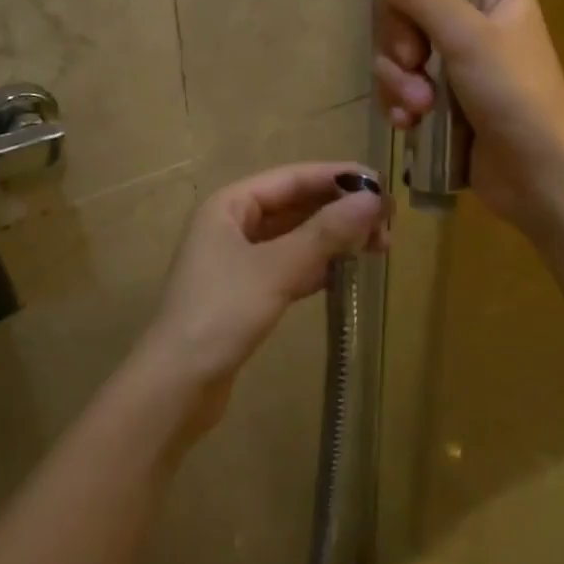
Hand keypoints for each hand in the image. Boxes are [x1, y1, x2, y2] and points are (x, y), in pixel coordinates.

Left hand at [137, 163, 385, 441]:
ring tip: (377, 247)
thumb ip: (326, 232)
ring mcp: (237, 261)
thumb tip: (373, 198)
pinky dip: (317, 266)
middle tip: (387, 225)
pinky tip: (345, 272)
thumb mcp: (277, 268)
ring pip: (294, 237)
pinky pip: (288, 266)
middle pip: (294, 206)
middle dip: (339, 210)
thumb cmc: (221, 314)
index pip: (292, 178)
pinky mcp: (245, 293)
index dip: (337, 177)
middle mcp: (231, 225)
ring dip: (332, 239)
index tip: (381, 185)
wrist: (176, 386)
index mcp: (229, 205)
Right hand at [365, 0, 563, 230]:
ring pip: (397, 49)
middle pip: (406, 2)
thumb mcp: (468, 38)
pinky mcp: (438, 99)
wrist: (539, 176)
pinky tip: (410, 124)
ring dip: (399, 79)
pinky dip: (400, 103)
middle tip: (415, 60)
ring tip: (420, 107)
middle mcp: (470, 19)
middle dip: (399, 37)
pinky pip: (400, 86)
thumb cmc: (516, 96)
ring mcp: (452, 62)